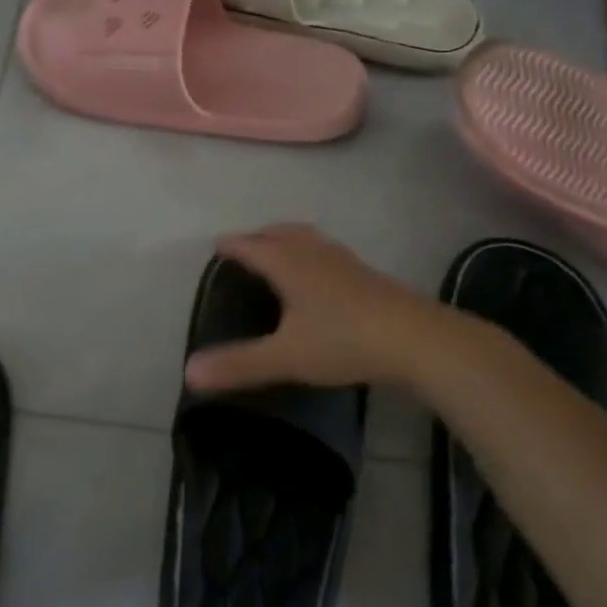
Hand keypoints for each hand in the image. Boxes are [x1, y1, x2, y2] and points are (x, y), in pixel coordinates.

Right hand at [183, 224, 447, 393]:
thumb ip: (239, 364)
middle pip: (284, 234)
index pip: (254, 246)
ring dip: (291, 241)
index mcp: (292, 266)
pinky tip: (324, 280)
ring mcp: (348, 264)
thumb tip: (189, 373)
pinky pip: (332, 256)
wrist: (417, 341)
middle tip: (247, 245)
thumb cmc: (344, 341)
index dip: (234, 245)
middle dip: (262, 236)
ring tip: (283, 254)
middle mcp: (318, 255)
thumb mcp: (286, 357)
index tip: (218, 245)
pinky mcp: (371, 278)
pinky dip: (315, 256)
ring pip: (312, 241)